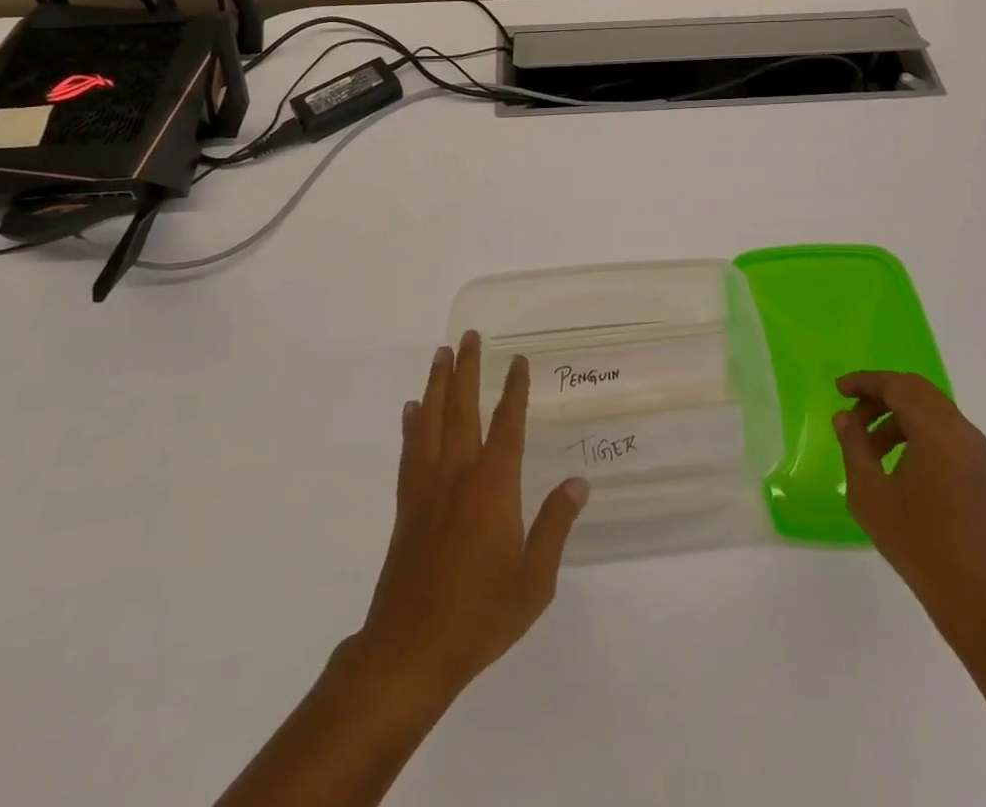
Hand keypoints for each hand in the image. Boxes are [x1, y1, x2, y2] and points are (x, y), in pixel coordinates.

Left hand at [350, 331, 588, 702]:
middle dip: (467, 368)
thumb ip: (555, 524)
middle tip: (469, 336)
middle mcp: (459, 473)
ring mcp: (428, 486)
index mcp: (494, 485)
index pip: (507, 423)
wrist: (411, 649)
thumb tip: (578, 482)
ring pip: (432, 420)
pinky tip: (413, 409)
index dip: (514, 388)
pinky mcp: (407, 504)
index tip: (517, 359)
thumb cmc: (481, 614)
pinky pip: (410, 450)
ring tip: (441, 353)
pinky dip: (412, 424)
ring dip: (437, 383)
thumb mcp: (534, 579)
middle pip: (462, 407)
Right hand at [834, 371, 985, 652]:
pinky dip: (921, 437)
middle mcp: (963, 433)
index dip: (866, 382)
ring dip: (900, 420)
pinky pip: (949, 438)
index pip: (898, 385)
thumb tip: (845, 418)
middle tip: (853, 416)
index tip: (839, 389)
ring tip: (872, 450)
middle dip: (882, 397)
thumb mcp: (870, 492)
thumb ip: (854, 446)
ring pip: (935, 415)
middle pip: (919, 393)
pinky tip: (902, 469)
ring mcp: (980, 456)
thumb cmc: (917, 541)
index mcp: (937, 430)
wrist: (979, 598)